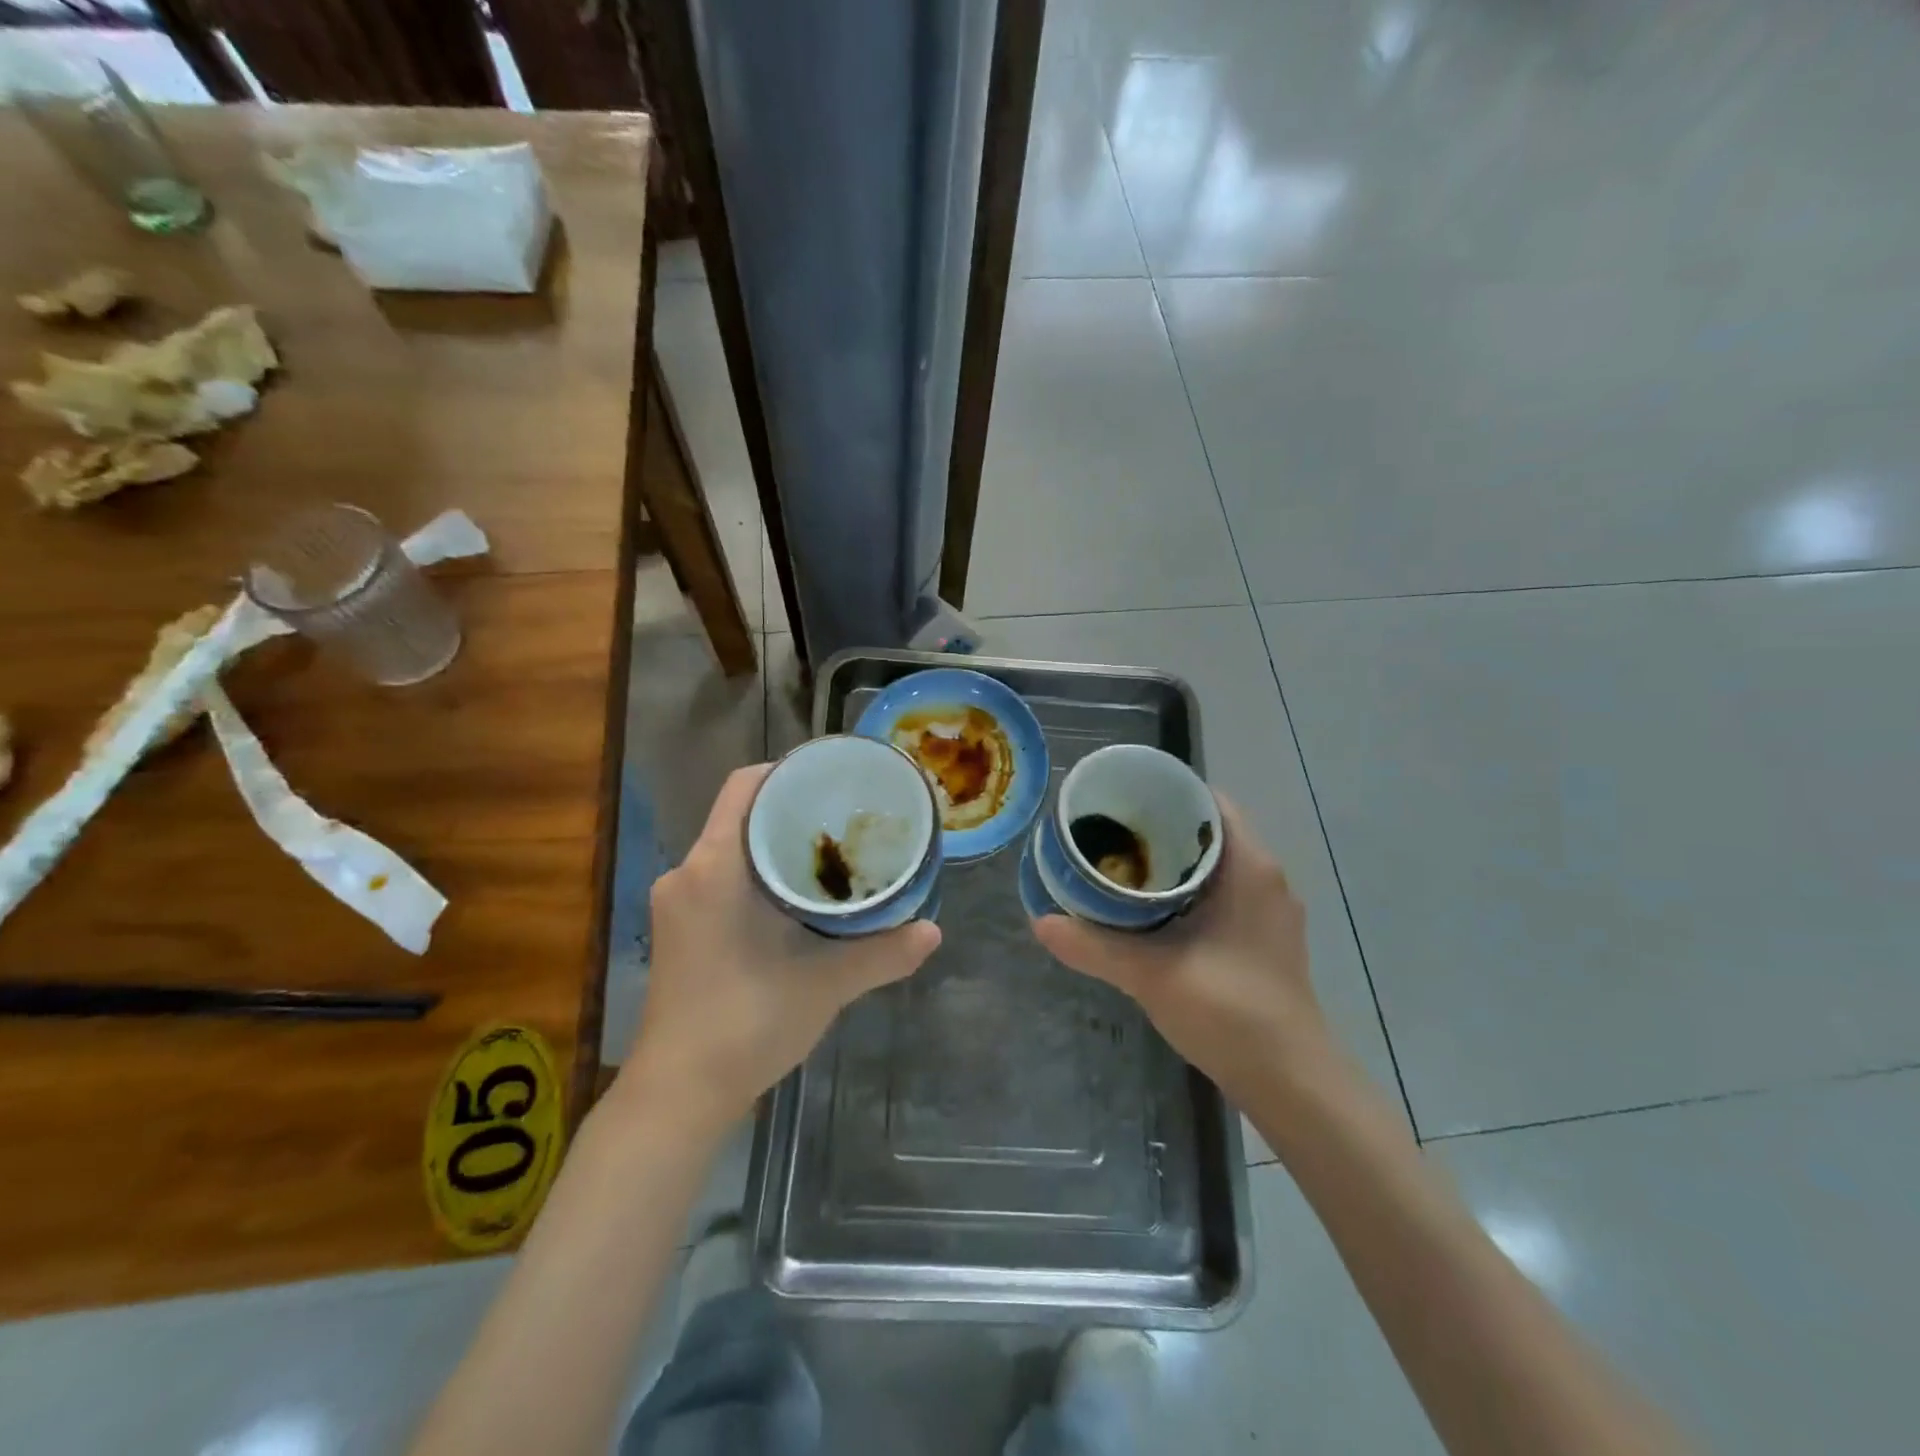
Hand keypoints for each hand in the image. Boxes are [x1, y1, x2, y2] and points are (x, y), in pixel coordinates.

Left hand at [625, 764, 941, 1129]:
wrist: (678, 1095)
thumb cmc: (746, 1024)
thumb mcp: (826, 985)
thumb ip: (882, 953)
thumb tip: (935, 931)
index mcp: (715, 867)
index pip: (745, 786)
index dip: (788, 771)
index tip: (833, 780)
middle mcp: (687, 872)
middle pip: (740, 813)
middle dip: (790, 809)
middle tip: (845, 815)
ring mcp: (677, 903)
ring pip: (730, 847)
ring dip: (773, 843)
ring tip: (829, 851)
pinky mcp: (678, 929)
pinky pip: (720, 875)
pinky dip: (757, 871)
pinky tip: (795, 896)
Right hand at [1034, 797, 1330, 1106]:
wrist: (1292, 1082)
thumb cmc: (1230, 1011)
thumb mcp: (1151, 974)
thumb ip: (1093, 946)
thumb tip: (1040, 921)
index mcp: (1249, 866)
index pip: (1209, 801)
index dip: (1165, 792)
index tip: (1120, 796)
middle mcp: (1265, 877)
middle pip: (1207, 830)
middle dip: (1159, 826)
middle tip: (1107, 829)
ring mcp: (1267, 909)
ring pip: (1214, 864)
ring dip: (1172, 859)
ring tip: (1120, 861)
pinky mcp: (1262, 937)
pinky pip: (1221, 891)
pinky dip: (1186, 888)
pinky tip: (1149, 908)